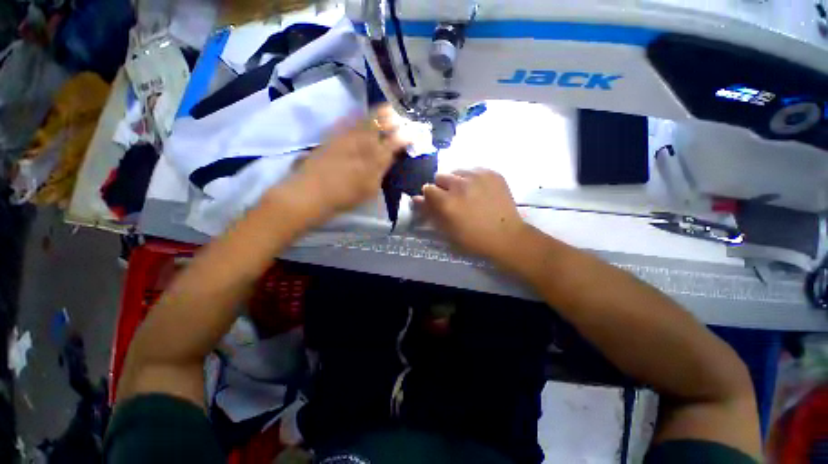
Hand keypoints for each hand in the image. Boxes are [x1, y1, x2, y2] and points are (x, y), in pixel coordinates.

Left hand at [286, 105, 409, 218]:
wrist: (312, 191)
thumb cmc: (346, 195)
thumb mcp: (371, 188)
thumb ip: (382, 170)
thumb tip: (391, 157)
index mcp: (376, 156)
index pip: (397, 140)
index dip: (408, 134)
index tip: (414, 131)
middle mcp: (364, 140)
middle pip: (382, 120)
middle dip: (394, 116)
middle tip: (400, 117)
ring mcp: (348, 134)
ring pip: (367, 116)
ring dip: (379, 113)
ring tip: (386, 112)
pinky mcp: (334, 134)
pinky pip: (350, 119)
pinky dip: (360, 116)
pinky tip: (362, 117)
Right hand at [414, 169, 527, 261]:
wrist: (506, 236)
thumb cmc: (473, 238)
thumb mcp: (447, 230)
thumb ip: (430, 212)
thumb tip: (416, 198)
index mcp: (447, 201)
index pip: (428, 188)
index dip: (431, 197)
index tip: (437, 203)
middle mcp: (460, 184)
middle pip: (441, 176)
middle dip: (443, 187)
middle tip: (453, 199)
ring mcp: (478, 176)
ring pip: (457, 171)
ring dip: (457, 181)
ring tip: (467, 193)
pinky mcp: (492, 173)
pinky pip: (474, 169)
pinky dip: (472, 178)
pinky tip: (479, 190)